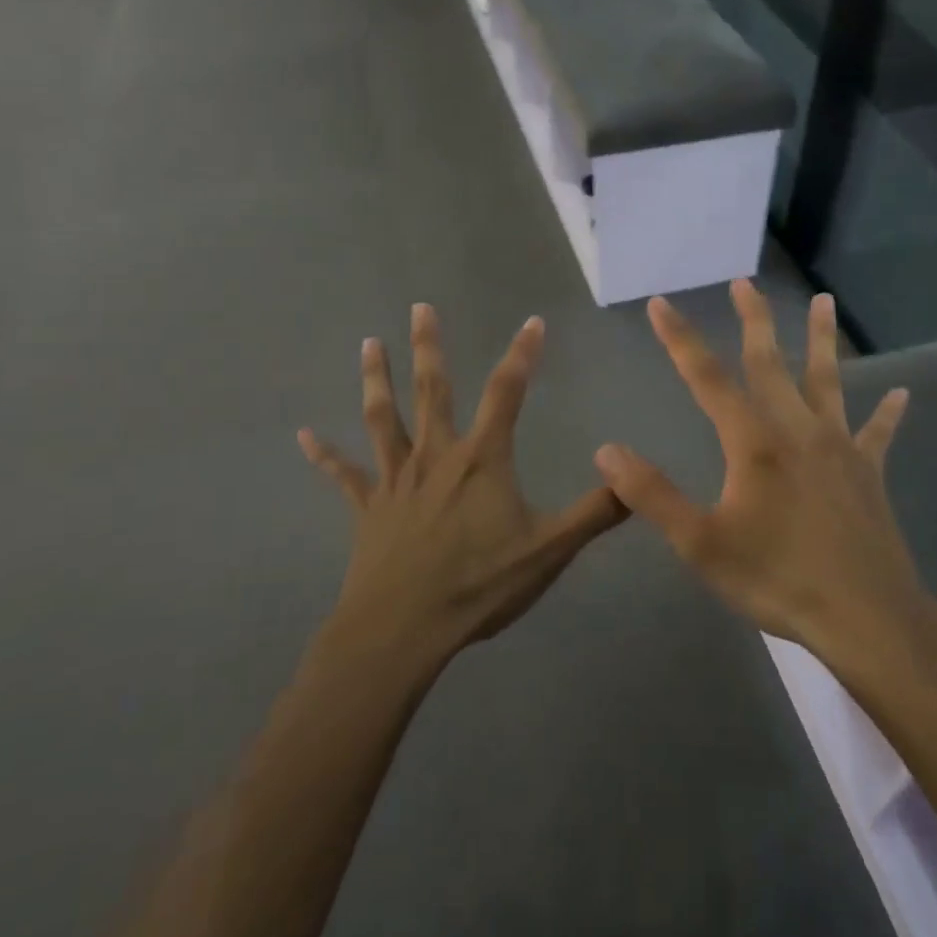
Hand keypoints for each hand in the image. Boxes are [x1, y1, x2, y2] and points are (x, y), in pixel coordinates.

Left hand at [299, 304, 628, 663]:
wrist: (402, 630)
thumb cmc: (478, 586)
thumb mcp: (549, 551)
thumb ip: (595, 513)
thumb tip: (634, 477)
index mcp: (481, 460)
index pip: (507, 393)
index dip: (523, 354)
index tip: (533, 321)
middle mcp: (435, 456)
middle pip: (433, 390)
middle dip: (429, 346)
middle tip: (419, 307)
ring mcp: (396, 480)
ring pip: (383, 418)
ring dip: (376, 379)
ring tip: (369, 343)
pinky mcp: (368, 508)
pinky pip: (344, 475)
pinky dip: (324, 455)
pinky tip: (303, 435)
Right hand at [594, 281, 918, 657]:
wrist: (864, 617)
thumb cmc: (777, 579)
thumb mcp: (700, 543)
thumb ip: (652, 494)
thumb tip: (606, 450)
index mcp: (753, 443)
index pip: (707, 379)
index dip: (680, 339)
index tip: (660, 303)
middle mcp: (796, 431)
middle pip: (770, 363)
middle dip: (753, 320)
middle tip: (744, 282)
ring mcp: (838, 448)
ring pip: (827, 382)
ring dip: (822, 340)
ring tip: (823, 302)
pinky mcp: (867, 473)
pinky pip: (878, 434)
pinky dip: (887, 414)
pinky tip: (901, 394)